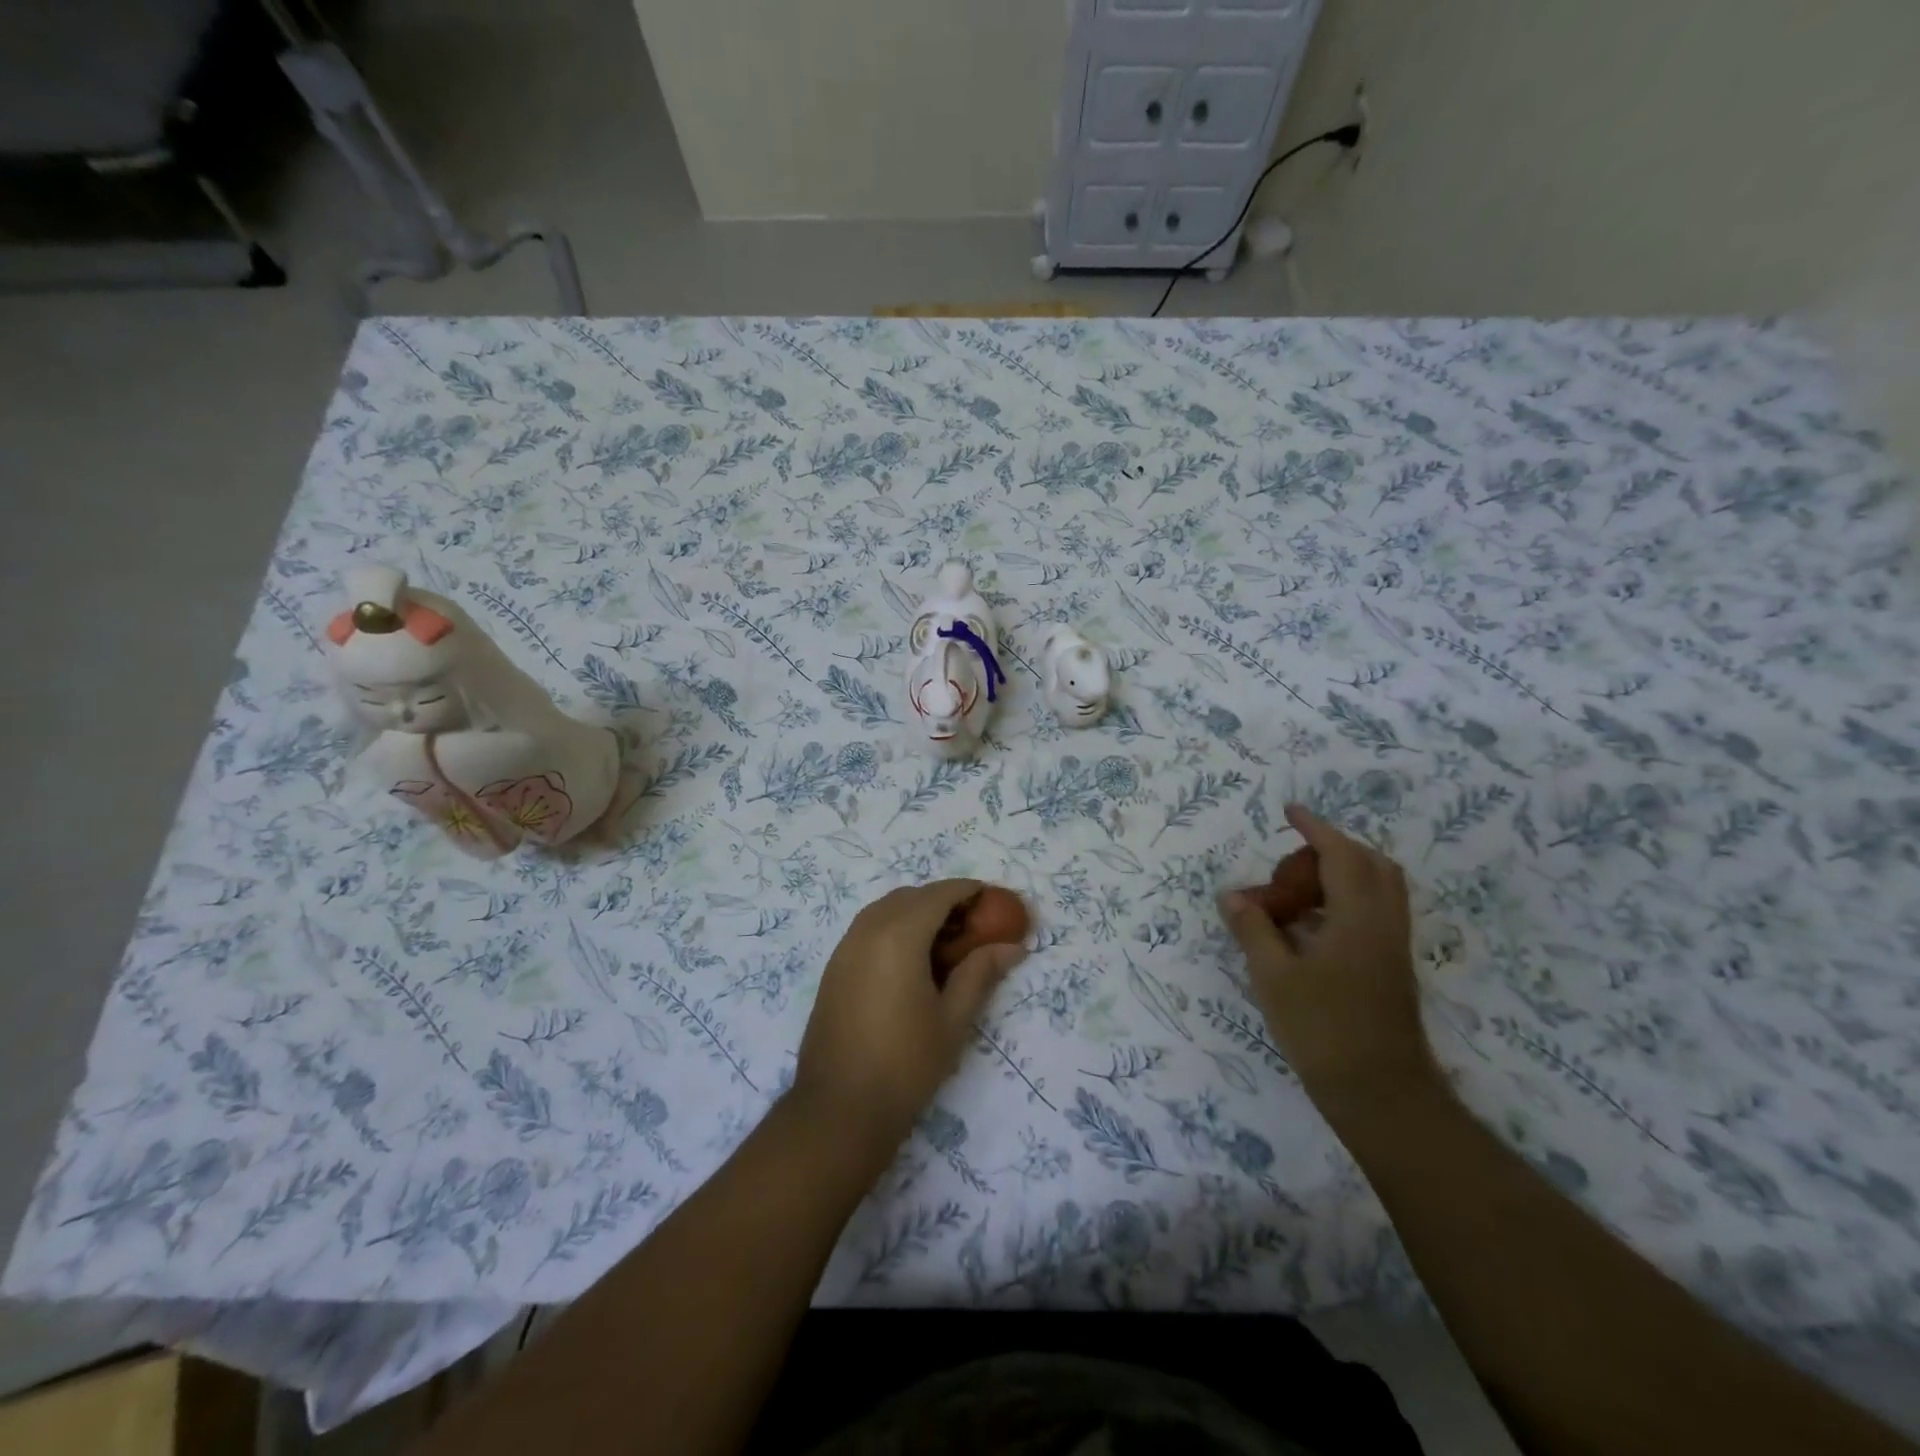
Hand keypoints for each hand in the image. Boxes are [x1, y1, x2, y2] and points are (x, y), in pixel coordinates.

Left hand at [793, 880, 1026, 1149]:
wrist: (839, 1109)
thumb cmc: (905, 1065)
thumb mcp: (952, 1019)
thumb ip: (980, 974)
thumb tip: (1012, 947)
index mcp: (898, 936)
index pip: (938, 894)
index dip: (967, 890)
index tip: (992, 898)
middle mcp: (867, 930)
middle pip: (910, 896)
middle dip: (942, 899)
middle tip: (972, 924)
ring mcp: (844, 948)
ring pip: (885, 909)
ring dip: (916, 911)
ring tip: (944, 942)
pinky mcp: (833, 968)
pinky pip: (867, 928)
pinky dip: (893, 927)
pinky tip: (911, 960)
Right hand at [1218, 805, 1439, 1119]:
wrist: (1381, 1094)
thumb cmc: (1323, 1030)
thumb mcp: (1273, 977)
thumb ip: (1253, 929)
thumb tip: (1232, 895)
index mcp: (1358, 918)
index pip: (1341, 855)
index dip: (1315, 828)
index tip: (1290, 811)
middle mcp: (1384, 924)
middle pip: (1371, 865)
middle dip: (1333, 849)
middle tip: (1291, 861)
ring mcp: (1393, 948)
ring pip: (1378, 890)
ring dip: (1341, 875)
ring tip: (1296, 891)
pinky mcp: (1392, 968)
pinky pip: (1373, 913)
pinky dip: (1344, 901)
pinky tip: (1310, 927)